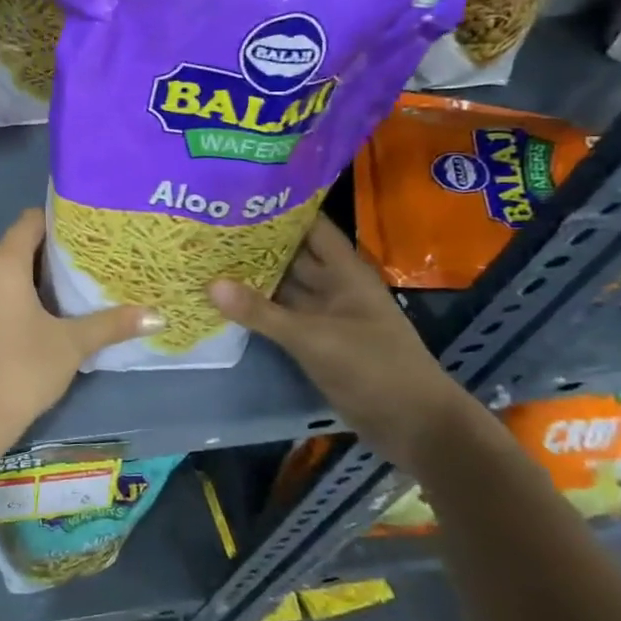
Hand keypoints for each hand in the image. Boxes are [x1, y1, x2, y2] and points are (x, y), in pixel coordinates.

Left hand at [0, 209, 157, 434]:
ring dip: (24, 281)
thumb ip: (112, 323)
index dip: (55, 223)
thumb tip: (158, 316)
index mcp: (1, 266)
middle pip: (13, 249)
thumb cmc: (25, 368)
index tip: (82, 235)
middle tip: (80, 268)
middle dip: (45, 257)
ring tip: (59, 295)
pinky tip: (28, 321)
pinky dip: (5, 300)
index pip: (28, 222)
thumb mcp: (73, 344)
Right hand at [209, 215, 477, 473]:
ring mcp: (324, 315)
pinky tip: (222, 301)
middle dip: (255, 242)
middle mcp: (334, 287)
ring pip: (283, 287)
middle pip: (291, 255)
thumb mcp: (314, 338)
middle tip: (207, 225)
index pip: (310, 226)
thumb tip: (210, 283)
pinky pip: (280, 317)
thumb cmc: (374, 368)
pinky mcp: (315, 342)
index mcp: (345, 272)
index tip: (237, 194)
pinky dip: (255, 309)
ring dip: (251, 276)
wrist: (414, 426)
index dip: (279, 209)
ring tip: (205, 257)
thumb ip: (262, 312)